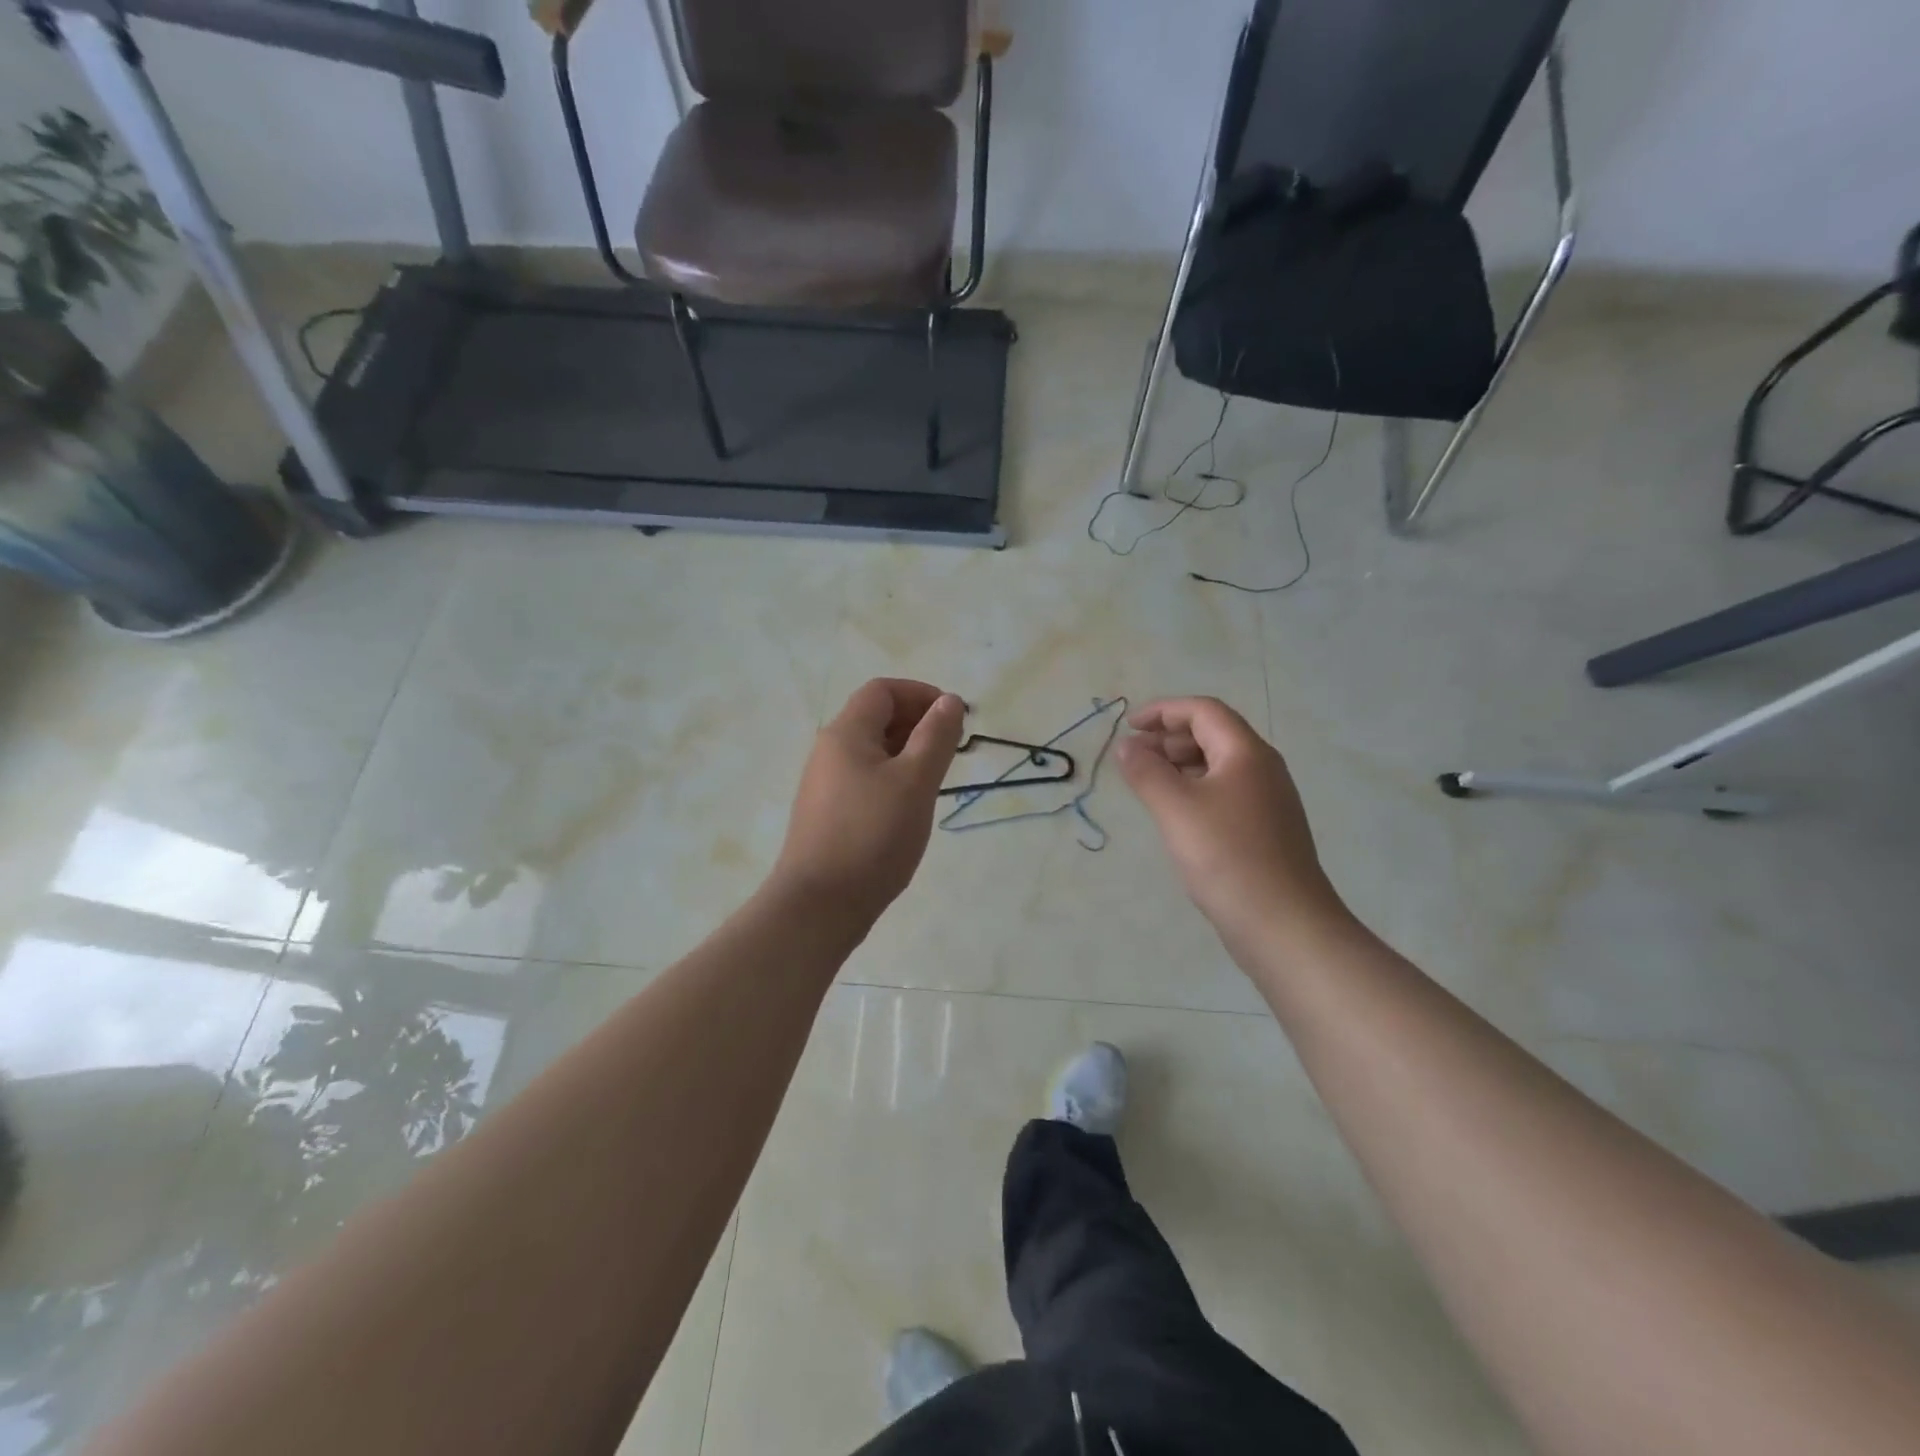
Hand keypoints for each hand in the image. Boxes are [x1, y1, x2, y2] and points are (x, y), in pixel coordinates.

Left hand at [772, 679, 965, 924]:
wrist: (819, 905)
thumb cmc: (872, 836)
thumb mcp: (914, 782)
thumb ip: (936, 737)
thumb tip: (949, 701)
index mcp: (846, 733)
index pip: (883, 690)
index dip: (921, 694)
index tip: (953, 719)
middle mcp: (829, 751)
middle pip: (876, 717)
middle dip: (917, 723)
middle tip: (951, 750)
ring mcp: (825, 784)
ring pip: (872, 751)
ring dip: (907, 753)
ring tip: (935, 780)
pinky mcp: (828, 813)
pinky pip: (865, 779)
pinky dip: (892, 779)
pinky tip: (909, 808)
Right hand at [1116, 697, 1349, 959]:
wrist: (1283, 924)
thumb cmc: (1226, 856)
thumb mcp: (1176, 808)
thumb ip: (1147, 771)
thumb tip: (1127, 746)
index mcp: (1246, 753)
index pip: (1204, 711)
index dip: (1163, 711)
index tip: (1129, 726)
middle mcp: (1262, 769)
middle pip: (1213, 734)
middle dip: (1169, 737)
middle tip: (1133, 755)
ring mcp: (1268, 801)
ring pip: (1219, 765)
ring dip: (1180, 763)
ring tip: (1147, 781)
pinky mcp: (1265, 830)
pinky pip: (1225, 792)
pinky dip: (1194, 789)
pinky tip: (1175, 813)